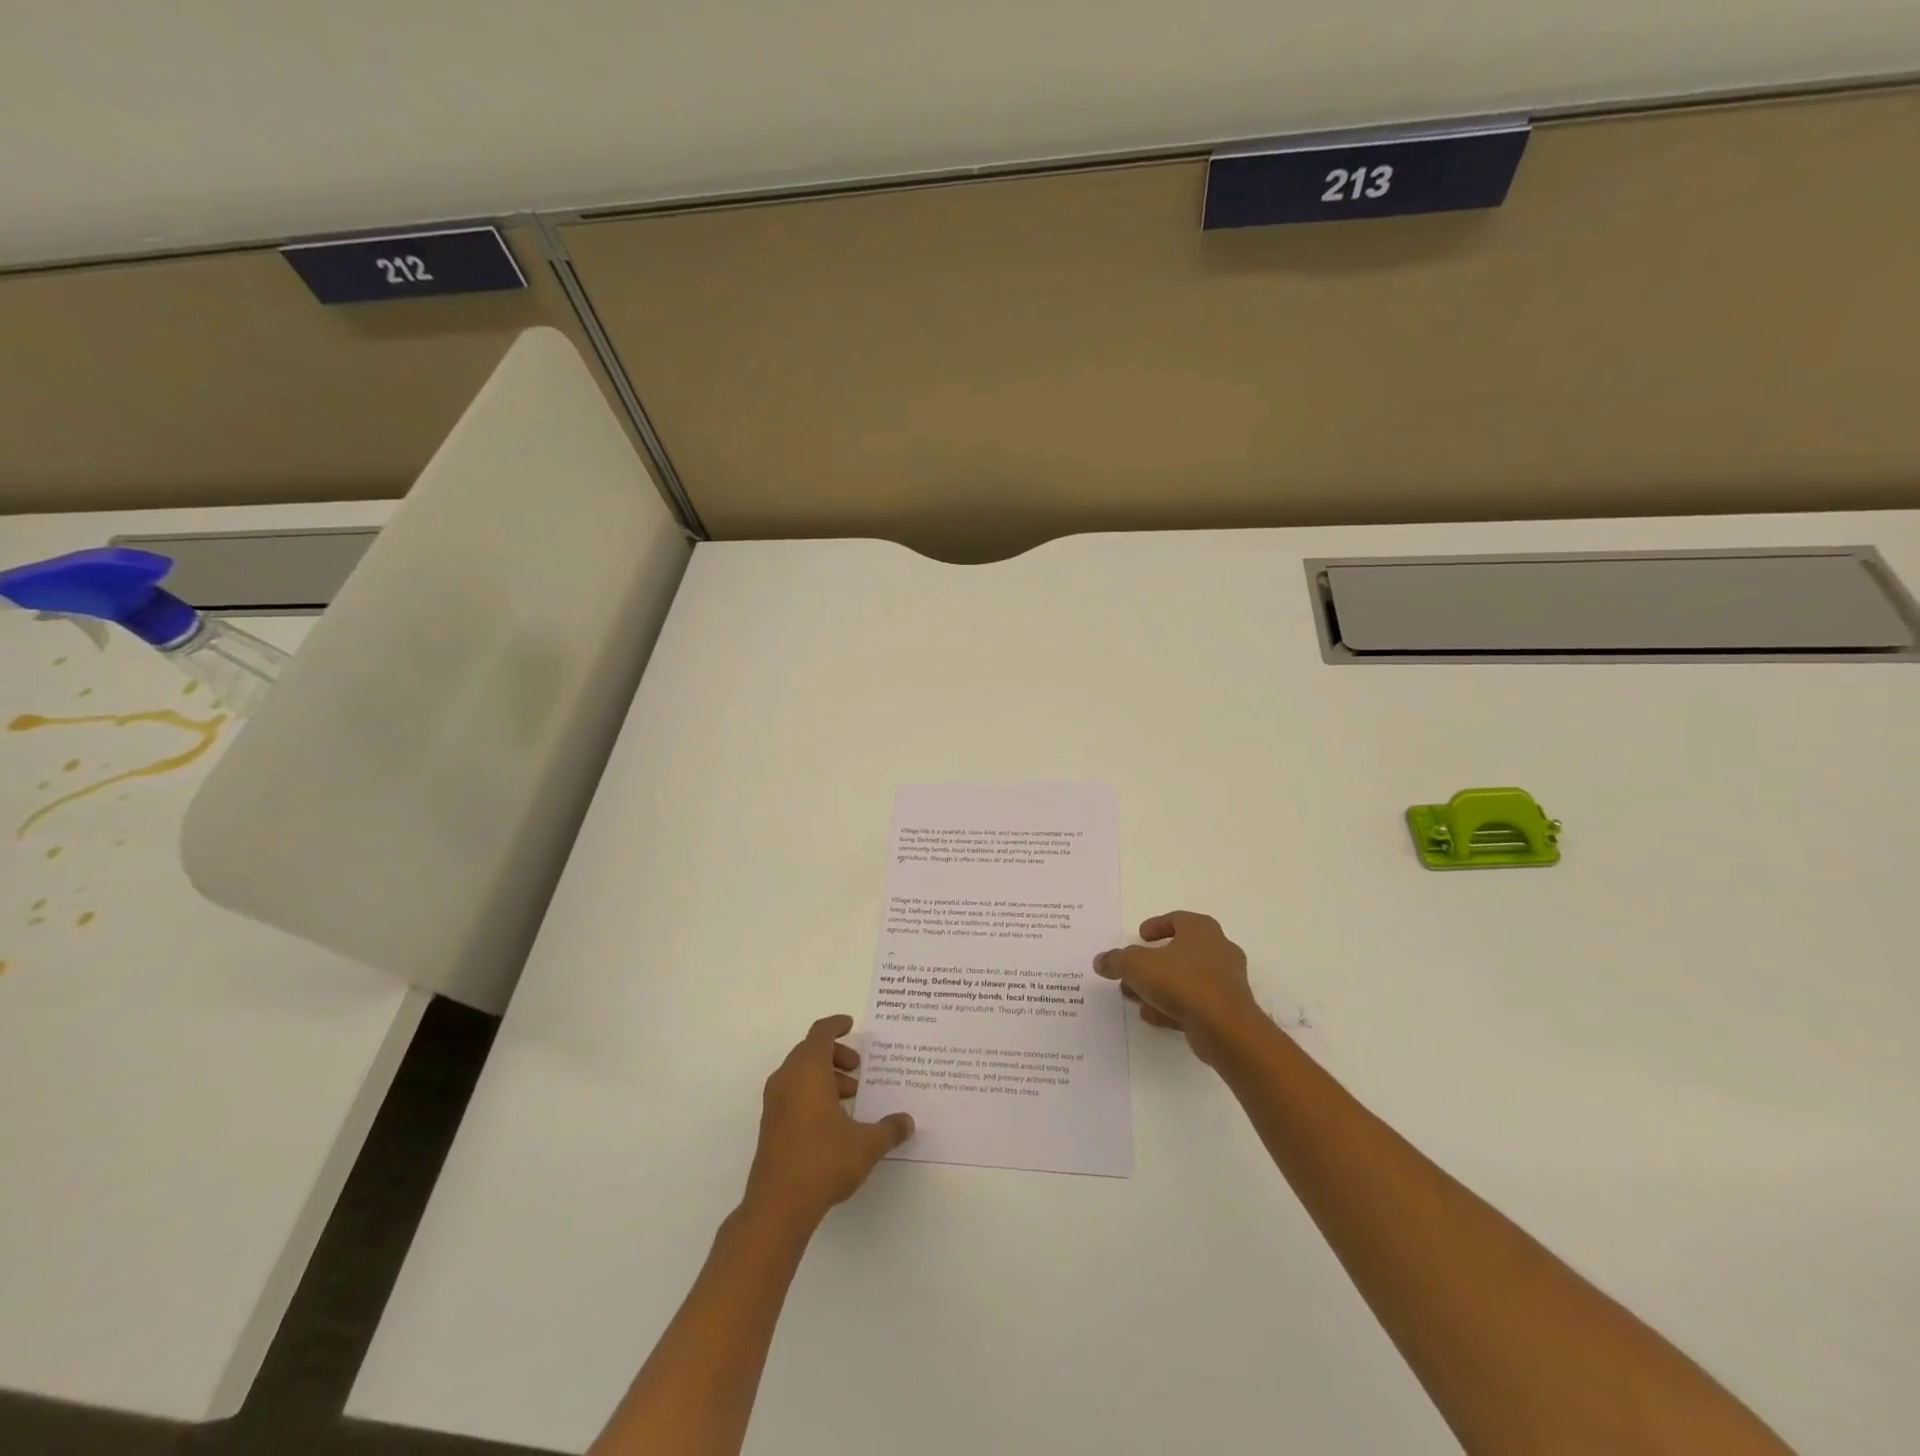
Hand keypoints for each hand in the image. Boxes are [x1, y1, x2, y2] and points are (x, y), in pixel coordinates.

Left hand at [744, 1015, 914, 1223]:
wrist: (778, 1206)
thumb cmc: (823, 1161)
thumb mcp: (866, 1144)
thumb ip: (889, 1129)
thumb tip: (907, 1121)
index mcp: (808, 1071)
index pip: (820, 1033)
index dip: (836, 1025)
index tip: (851, 1025)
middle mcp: (787, 1079)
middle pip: (809, 1051)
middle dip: (835, 1055)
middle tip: (858, 1069)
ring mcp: (774, 1103)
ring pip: (799, 1073)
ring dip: (824, 1076)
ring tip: (850, 1096)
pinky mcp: (770, 1125)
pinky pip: (792, 1093)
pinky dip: (811, 1093)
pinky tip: (832, 1119)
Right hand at [1095, 912, 1265, 1064]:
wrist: (1225, 1028)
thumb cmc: (1182, 982)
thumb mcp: (1137, 965)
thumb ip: (1116, 960)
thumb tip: (1101, 960)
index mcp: (1201, 930)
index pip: (1177, 919)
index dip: (1156, 926)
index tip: (1140, 937)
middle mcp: (1218, 950)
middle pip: (1180, 951)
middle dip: (1153, 962)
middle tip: (1132, 971)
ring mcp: (1226, 981)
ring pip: (1186, 979)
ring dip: (1160, 987)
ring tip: (1136, 997)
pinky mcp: (1226, 1010)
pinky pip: (1195, 1003)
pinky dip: (1173, 1007)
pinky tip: (1152, 1016)